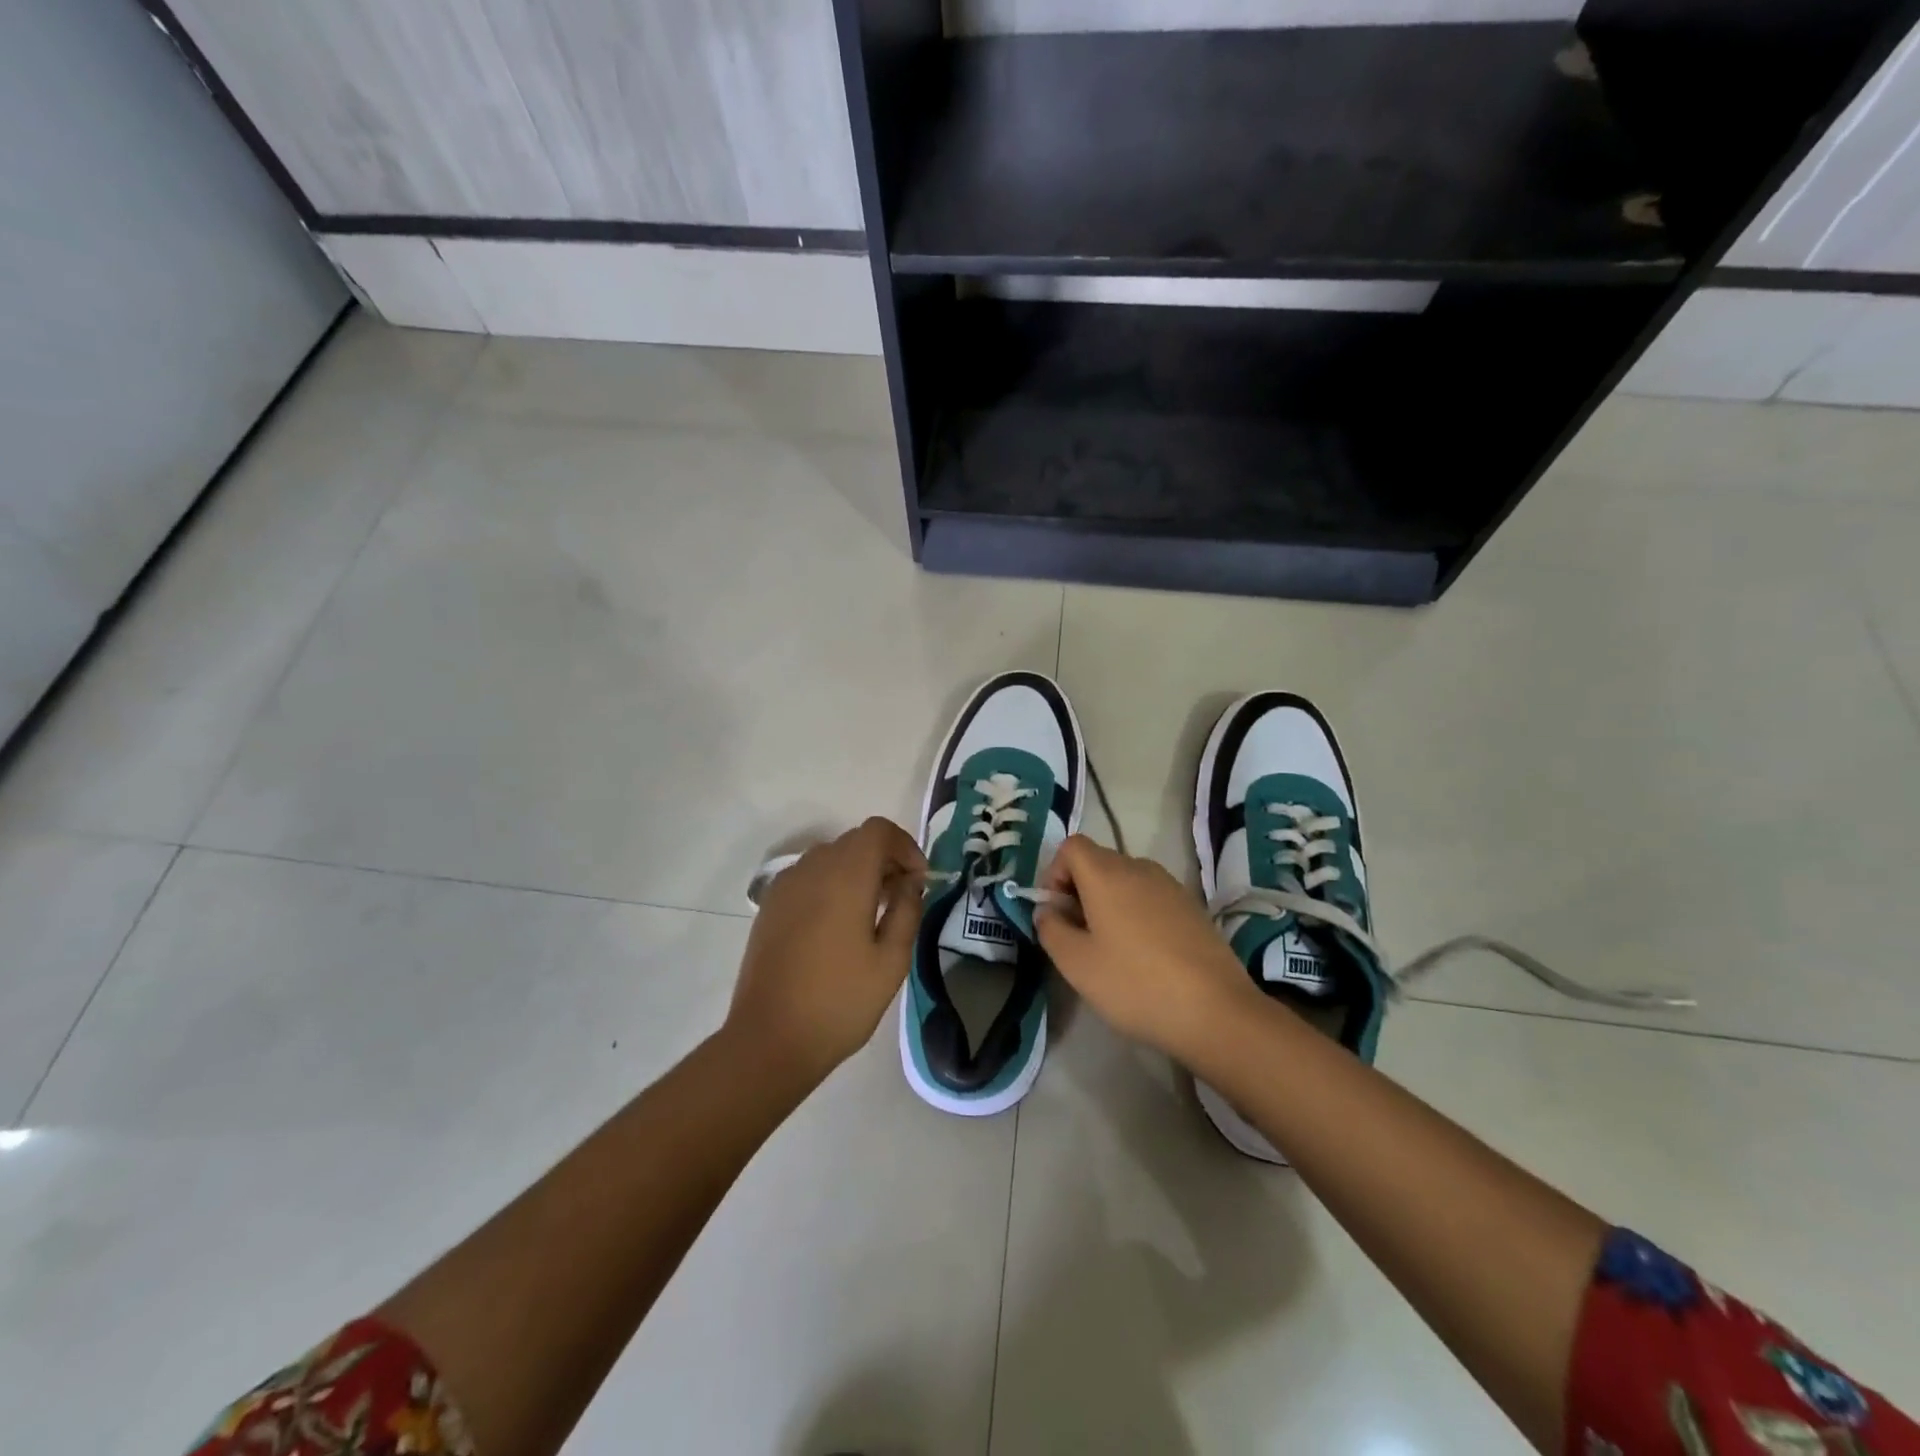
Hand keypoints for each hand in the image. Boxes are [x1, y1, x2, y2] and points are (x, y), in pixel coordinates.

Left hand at [726, 817, 926, 1085]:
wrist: (769, 1039)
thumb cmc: (840, 1002)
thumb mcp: (891, 961)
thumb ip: (906, 910)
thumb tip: (910, 882)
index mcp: (845, 877)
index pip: (877, 830)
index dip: (905, 845)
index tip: (919, 879)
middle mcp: (812, 869)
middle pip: (854, 841)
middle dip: (884, 859)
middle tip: (902, 897)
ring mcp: (785, 886)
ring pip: (830, 857)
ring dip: (857, 871)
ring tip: (872, 912)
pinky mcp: (770, 906)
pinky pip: (808, 877)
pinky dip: (831, 884)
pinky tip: (838, 925)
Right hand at [1035, 836, 1261, 1066]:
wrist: (1216, 1011)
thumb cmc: (1135, 984)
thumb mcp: (1076, 964)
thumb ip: (1050, 929)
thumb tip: (1048, 911)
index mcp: (1107, 874)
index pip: (1071, 846)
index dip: (1054, 874)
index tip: (1056, 914)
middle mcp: (1139, 868)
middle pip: (1098, 862)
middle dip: (1079, 892)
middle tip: (1078, 938)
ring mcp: (1170, 886)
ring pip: (1125, 881)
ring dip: (1108, 904)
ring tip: (1111, 951)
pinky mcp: (1192, 907)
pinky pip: (1150, 898)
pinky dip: (1136, 915)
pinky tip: (1144, 957)